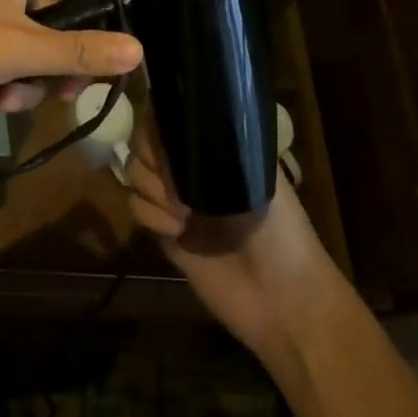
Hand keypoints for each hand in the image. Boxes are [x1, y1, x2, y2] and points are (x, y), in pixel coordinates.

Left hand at [0, 0, 142, 113]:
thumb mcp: (20, 49)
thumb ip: (78, 51)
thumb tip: (137, 49)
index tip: (100, 13)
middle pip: (54, 7)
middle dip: (60, 54)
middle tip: (67, 90)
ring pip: (29, 41)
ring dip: (27, 78)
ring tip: (6, 102)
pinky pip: (2, 56)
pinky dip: (2, 81)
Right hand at [127, 127, 347, 361]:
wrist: (282, 300)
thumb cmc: (281, 231)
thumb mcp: (256, 176)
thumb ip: (217, 145)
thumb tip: (177, 116)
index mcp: (216, 148)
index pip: (172, 116)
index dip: (159, 118)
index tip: (164, 132)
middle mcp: (191, 168)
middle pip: (145, 140)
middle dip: (151, 155)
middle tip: (172, 177)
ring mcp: (174, 199)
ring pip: (135, 171)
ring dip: (151, 186)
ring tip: (180, 210)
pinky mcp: (163, 231)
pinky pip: (135, 206)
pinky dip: (150, 214)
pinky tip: (176, 230)